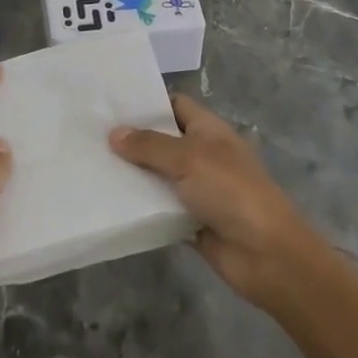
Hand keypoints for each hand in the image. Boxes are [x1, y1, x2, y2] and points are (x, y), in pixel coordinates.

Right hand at [110, 96, 323, 310]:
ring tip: (90, 165)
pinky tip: (108, 201)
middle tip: (89, 135)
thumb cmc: (231, 192)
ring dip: (131, 174)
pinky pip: (158, 207)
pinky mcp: (189, 220)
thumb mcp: (189, 159)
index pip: (175, 105)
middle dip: (131, 139)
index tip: (110, 104)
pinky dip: (139, 205)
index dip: (147, 102)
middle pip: (162, 140)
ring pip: (157, 175)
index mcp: (209, 130)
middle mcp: (202, 155)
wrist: (267, 255)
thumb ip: (149, 145)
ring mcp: (197, 189)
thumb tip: (114, 134)